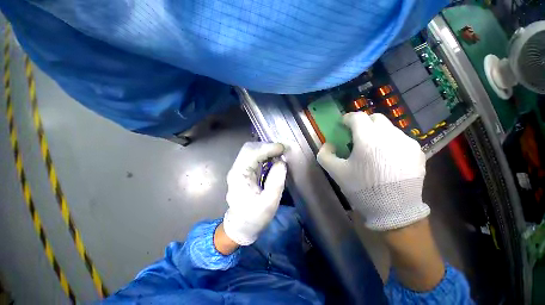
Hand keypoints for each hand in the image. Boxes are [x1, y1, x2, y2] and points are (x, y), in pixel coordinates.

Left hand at [222, 142, 286, 245]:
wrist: (241, 226)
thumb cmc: (254, 217)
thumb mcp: (269, 203)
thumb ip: (276, 182)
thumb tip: (281, 162)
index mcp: (238, 175)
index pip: (251, 153)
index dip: (267, 148)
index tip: (282, 148)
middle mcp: (236, 169)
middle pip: (249, 148)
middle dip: (266, 146)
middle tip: (282, 150)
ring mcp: (239, 169)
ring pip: (252, 150)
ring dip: (266, 149)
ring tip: (279, 153)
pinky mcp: (244, 171)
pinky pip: (254, 157)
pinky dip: (265, 154)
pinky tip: (273, 158)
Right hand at [317, 112, 429, 230]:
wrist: (394, 210)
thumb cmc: (361, 188)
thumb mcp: (335, 172)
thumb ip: (325, 154)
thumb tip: (329, 144)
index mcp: (368, 139)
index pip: (357, 117)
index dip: (347, 118)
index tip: (343, 125)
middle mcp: (389, 135)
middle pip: (375, 118)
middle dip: (363, 123)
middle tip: (357, 136)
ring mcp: (406, 142)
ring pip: (389, 127)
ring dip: (377, 132)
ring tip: (373, 149)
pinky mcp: (417, 151)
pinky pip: (400, 138)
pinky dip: (390, 141)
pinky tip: (387, 157)